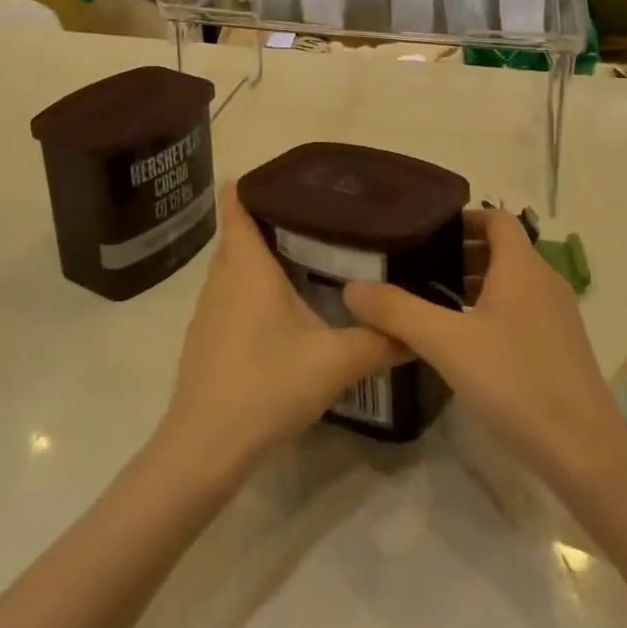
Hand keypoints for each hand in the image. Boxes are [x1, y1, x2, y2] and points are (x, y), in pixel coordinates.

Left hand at [156, 184, 402, 478]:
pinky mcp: (206, 339)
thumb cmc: (267, 386)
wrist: (204, 450)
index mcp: (247, 266)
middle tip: (322, 217)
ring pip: (236, 267)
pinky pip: (231, 295)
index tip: (293, 177)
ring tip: (310, 255)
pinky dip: (254, 289)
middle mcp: (222, 278)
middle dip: (273, 219)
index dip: (257, 182)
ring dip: (264, 257)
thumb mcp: (335, 363)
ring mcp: (209, 310)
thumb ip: (381, 342)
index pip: (237, 202)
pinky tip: (285, 310)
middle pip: (241, 232)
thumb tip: (422, 330)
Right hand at [343, 209, 626, 486]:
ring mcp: (559, 316)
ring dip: (477, 284)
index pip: (496, 219)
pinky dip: (494, 311)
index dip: (464, 219)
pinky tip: (469, 345)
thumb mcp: (446, 344)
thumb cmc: (515, 382)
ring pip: (513, 283)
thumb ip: (398, 312)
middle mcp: (545, 281)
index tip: (427, 233)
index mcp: (522, 267)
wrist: (584, 451)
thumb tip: (352, 287)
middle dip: (462, 254)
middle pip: (503, 250)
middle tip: (419, 269)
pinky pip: (523, 311)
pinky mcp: (563, 348)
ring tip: (436, 305)